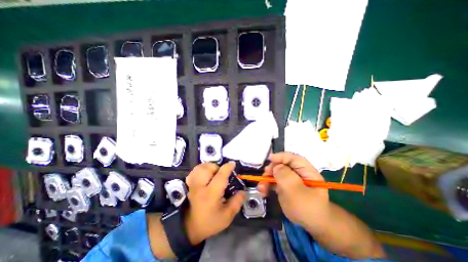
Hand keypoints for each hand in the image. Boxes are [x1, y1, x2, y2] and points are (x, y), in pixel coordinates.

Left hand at [183, 161, 245, 244]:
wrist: (190, 227)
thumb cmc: (210, 222)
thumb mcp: (227, 216)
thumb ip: (237, 202)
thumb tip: (243, 191)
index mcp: (211, 194)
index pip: (220, 176)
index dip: (227, 168)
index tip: (233, 164)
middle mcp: (200, 186)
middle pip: (208, 168)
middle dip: (217, 167)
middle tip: (221, 175)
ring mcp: (193, 184)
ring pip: (201, 167)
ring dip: (210, 167)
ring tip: (214, 173)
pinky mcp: (189, 184)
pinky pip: (195, 170)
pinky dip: (202, 169)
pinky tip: (205, 174)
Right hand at [258, 152, 330, 231]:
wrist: (312, 226)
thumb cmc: (308, 209)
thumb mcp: (297, 192)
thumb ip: (286, 177)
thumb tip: (276, 166)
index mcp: (307, 171)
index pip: (294, 158)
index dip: (282, 156)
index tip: (270, 159)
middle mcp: (298, 173)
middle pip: (282, 165)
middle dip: (271, 170)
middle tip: (264, 178)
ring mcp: (291, 179)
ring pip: (276, 173)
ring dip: (267, 179)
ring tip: (261, 189)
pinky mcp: (285, 186)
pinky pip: (274, 181)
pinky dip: (267, 185)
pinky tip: (263, 192)